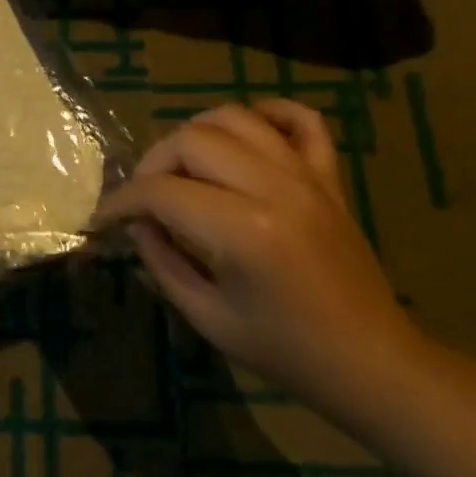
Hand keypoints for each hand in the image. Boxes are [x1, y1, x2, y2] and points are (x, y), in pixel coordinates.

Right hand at [95, 100, 418, 412]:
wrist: (371, 361)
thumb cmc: (285, 351)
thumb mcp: (207, 317)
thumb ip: (162, 261)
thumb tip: (136, 223)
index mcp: (243, 231)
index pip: (161, 191)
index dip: (122, 202)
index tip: (104, 218)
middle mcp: (274, 188)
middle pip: (191, 139)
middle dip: (152, 164)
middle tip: (143, 199)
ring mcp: (307, 175)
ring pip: (235, 118)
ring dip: (196, 135)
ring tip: (183, 168)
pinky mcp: (329, 176)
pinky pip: (302, 119)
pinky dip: (268, 114)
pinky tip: (245, 137)